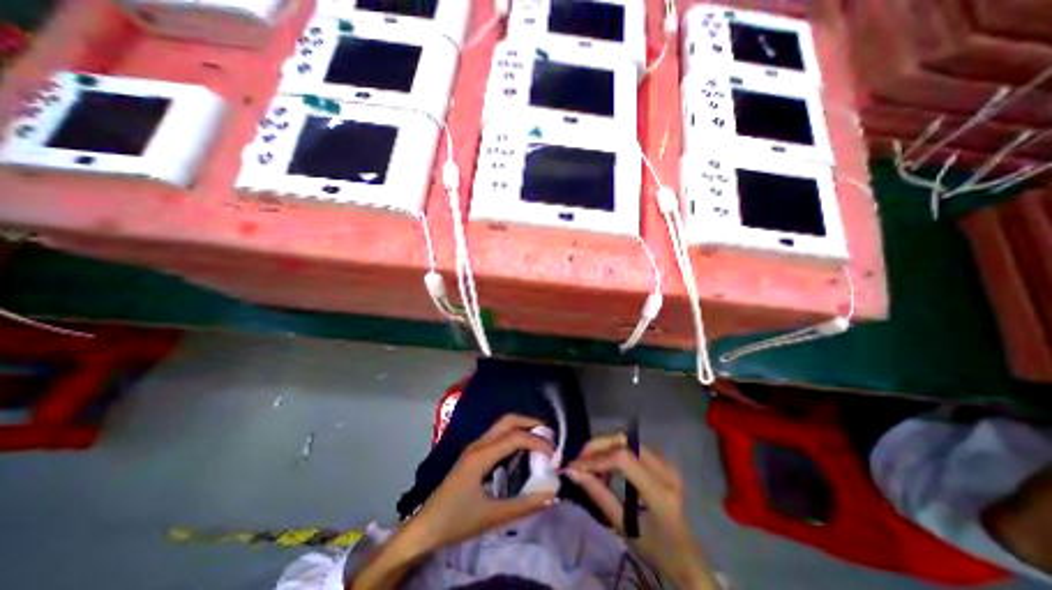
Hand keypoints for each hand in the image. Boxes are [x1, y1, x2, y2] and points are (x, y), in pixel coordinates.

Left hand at [408, 414, 558, 553]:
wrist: (426, 526)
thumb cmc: (457, 520)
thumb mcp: (492, 516)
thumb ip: (523, 505)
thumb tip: (551, 494)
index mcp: (482, 455)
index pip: (515, 437)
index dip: (537, 442)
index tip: (554, 454)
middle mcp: (479, 444)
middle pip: (508, 420)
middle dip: (530, 423)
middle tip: (549, 435)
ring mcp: (475, 447)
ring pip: (502, 425)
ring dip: (522, 427)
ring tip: (540, 440)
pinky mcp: (473, 453)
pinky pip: (497, 435)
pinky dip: (513, 435)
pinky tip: (521, 449)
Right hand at [569, 433, 722, 588]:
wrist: (688, 558)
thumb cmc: (656, 549)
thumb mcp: (624, 526)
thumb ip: (598, 494)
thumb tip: (572, 472)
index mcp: (660, 493)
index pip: (623, 460)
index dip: (596, 460)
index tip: (574, 467)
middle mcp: (666, 470)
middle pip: (624, 441)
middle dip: (598, 446)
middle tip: (580, 460)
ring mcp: (667, 463)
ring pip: (627, 440)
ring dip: (605, 447)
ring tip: (591, 465)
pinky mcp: (664, 461)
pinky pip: (633, 446)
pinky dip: (615, 450)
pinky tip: (606, 466)